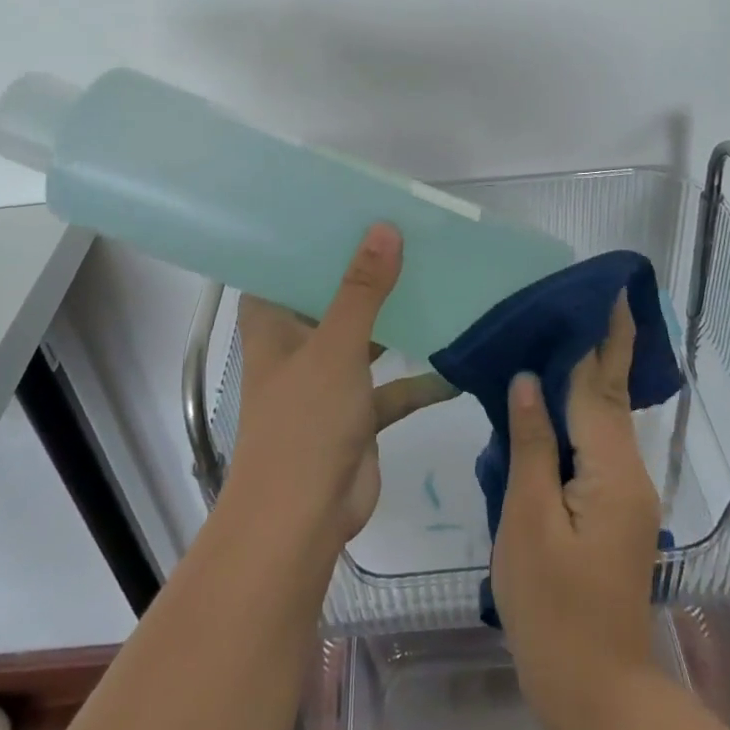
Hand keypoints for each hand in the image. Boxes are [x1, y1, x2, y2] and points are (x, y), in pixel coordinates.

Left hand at [229, 223, 456, 546]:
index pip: (284, 268)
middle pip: (330, 299)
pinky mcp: (355, 415)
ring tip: (436, 283)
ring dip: (395, 323)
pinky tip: (456, 366)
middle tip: (407, 236)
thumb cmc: (305, 421)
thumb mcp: (336, 346)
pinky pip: (390, 388)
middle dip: (365, 275)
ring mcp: (327, 382)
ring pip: (365, 341)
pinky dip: (418, 380)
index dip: (310, 240)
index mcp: (273, 324)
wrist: (302, 520)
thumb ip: (362, 289)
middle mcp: (296, 347)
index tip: (347, 210)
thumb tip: (384, 229)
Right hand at [492, 293, 662, 729]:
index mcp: (612, 471)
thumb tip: (530, 381)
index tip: (607, 290)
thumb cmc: (551, 609)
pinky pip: (596, 447)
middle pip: (611, 397)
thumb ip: (532, 446)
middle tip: (592, 298)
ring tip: (565, 334)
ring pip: (605, 422)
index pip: (599, 386)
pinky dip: (580, 414)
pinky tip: (556, 403)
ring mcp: (626, 496)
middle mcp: (630, 474)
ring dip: (590, 377)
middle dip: (604, 346)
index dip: (600, 338)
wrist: (595, 693)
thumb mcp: (528, 522)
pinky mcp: (615, 513)